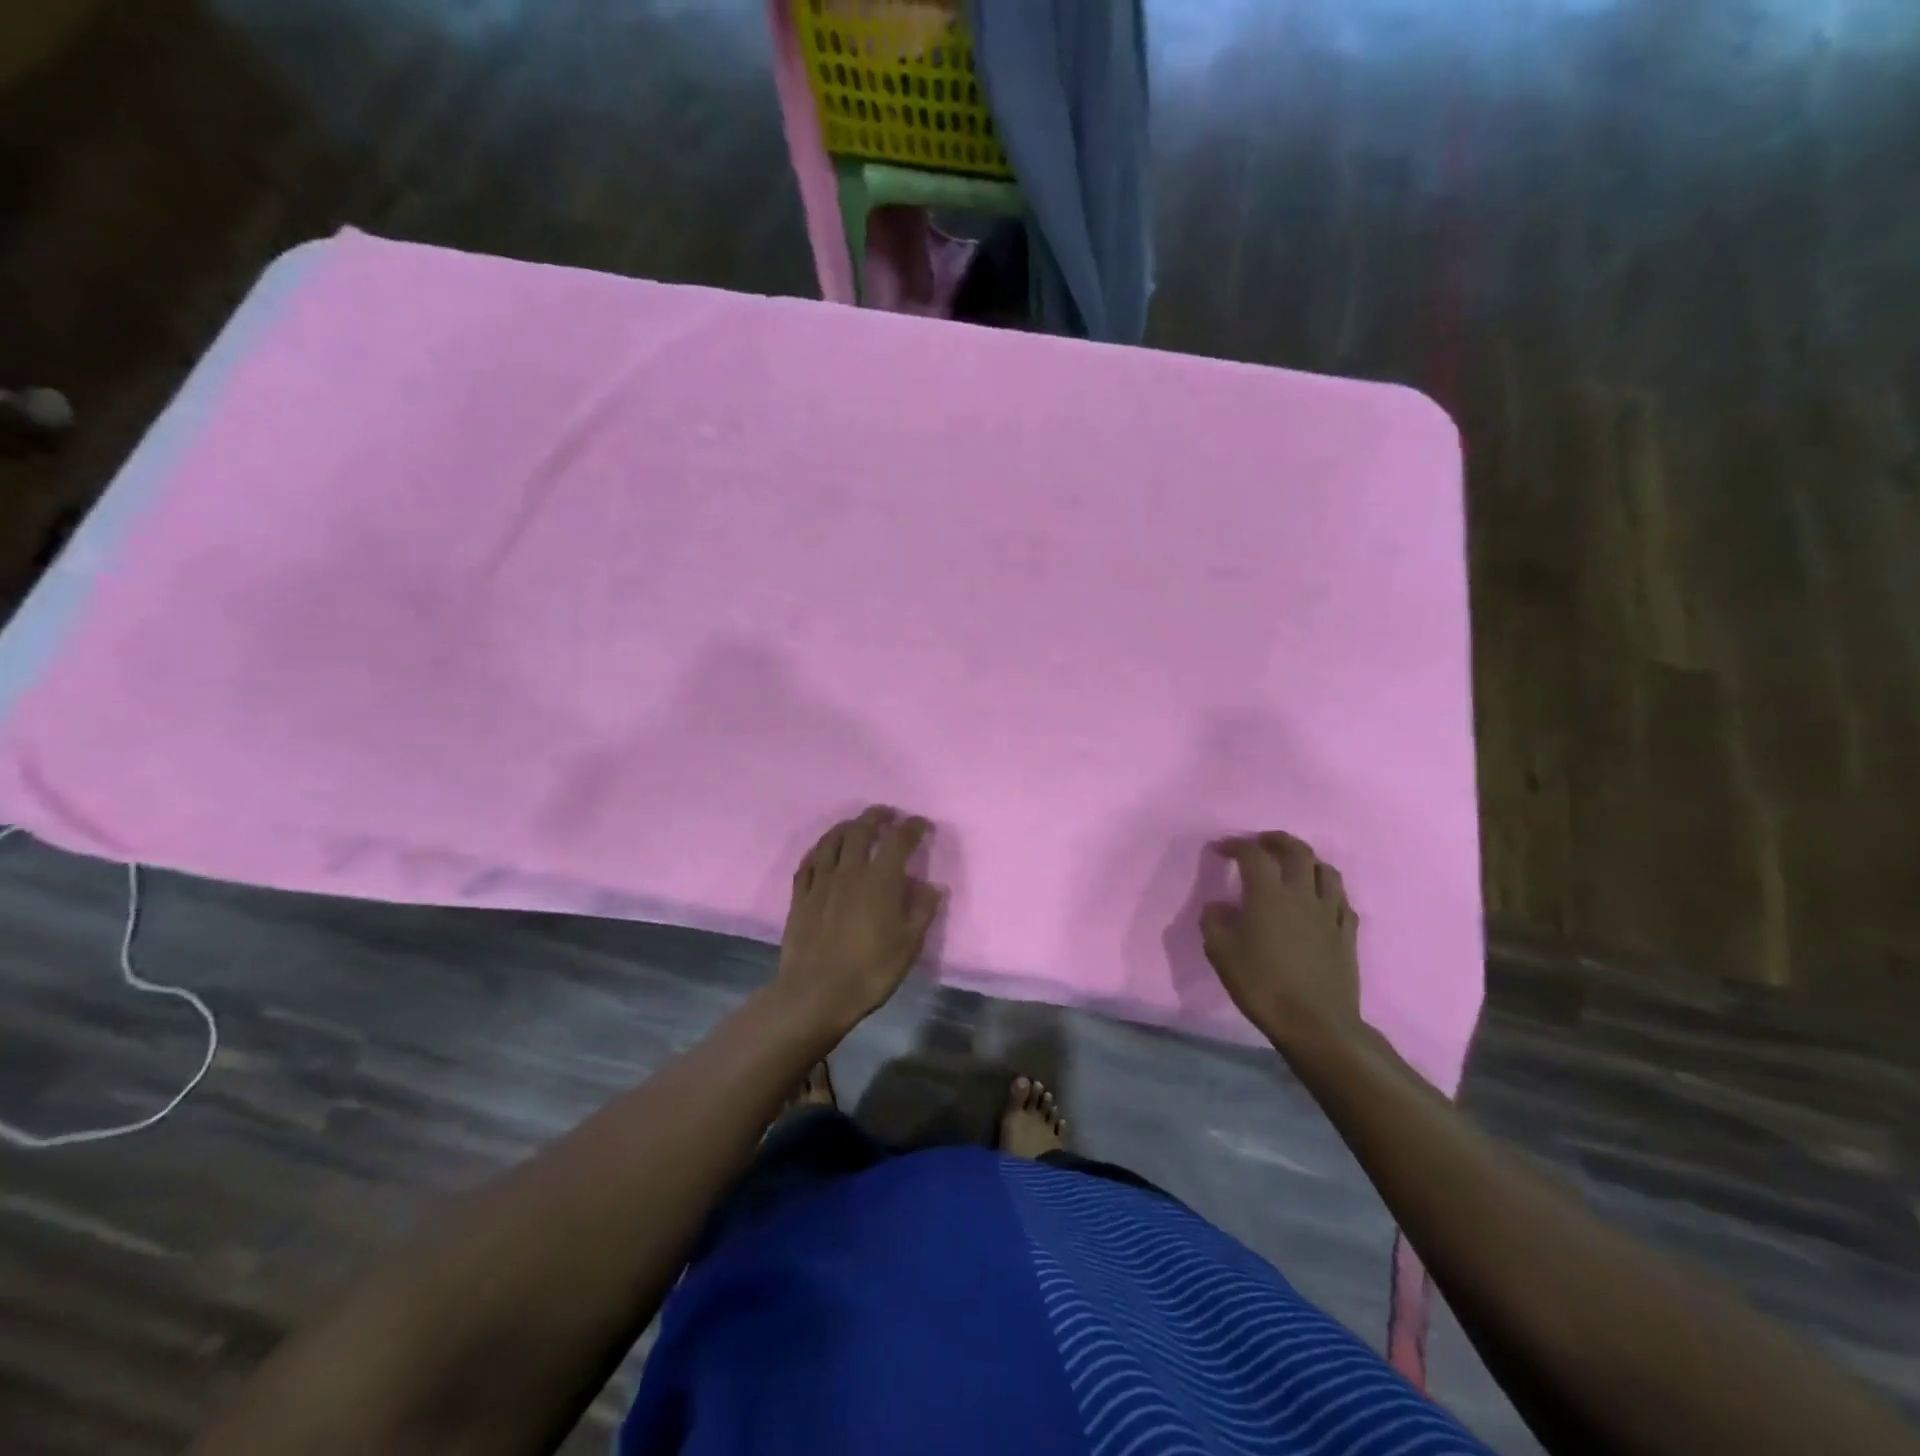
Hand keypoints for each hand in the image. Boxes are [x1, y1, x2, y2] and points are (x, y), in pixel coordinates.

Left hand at [775, 806, 943, 1032]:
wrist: (816, 993)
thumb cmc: (870, 970)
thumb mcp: (909, 944)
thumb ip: (923, 911)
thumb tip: (933, 886)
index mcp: (881, 879)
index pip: (899, 840)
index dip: (912, 827)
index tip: (922, 825)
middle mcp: (850, 871)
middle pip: (862, 830)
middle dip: (877, 817)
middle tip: (888, 814)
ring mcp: (821, 882)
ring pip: (832, 840)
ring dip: (847, 826)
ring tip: (856, 825)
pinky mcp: (800, 896)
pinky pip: (809, 862)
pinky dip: (820, 849)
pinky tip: (824, 851)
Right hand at [1200, 832, 1362, 1047]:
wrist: (1315, 1024)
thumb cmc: (1262, 984)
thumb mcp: (1220, 953)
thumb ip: (1214, 922)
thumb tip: (1218, 906)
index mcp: (1268, 894)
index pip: (1253, 854)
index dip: (1235, 845)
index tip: (1221, 848)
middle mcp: (1302, 894)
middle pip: (1297, 851)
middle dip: (1277, 840)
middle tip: (1261, 843)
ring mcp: (1330, 913)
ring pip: (1326, 871)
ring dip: (1308, 861)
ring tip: (1294, 866)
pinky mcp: (1347, 935)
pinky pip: (1342, 901)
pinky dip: (1328, 891)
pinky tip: (1320, 900)